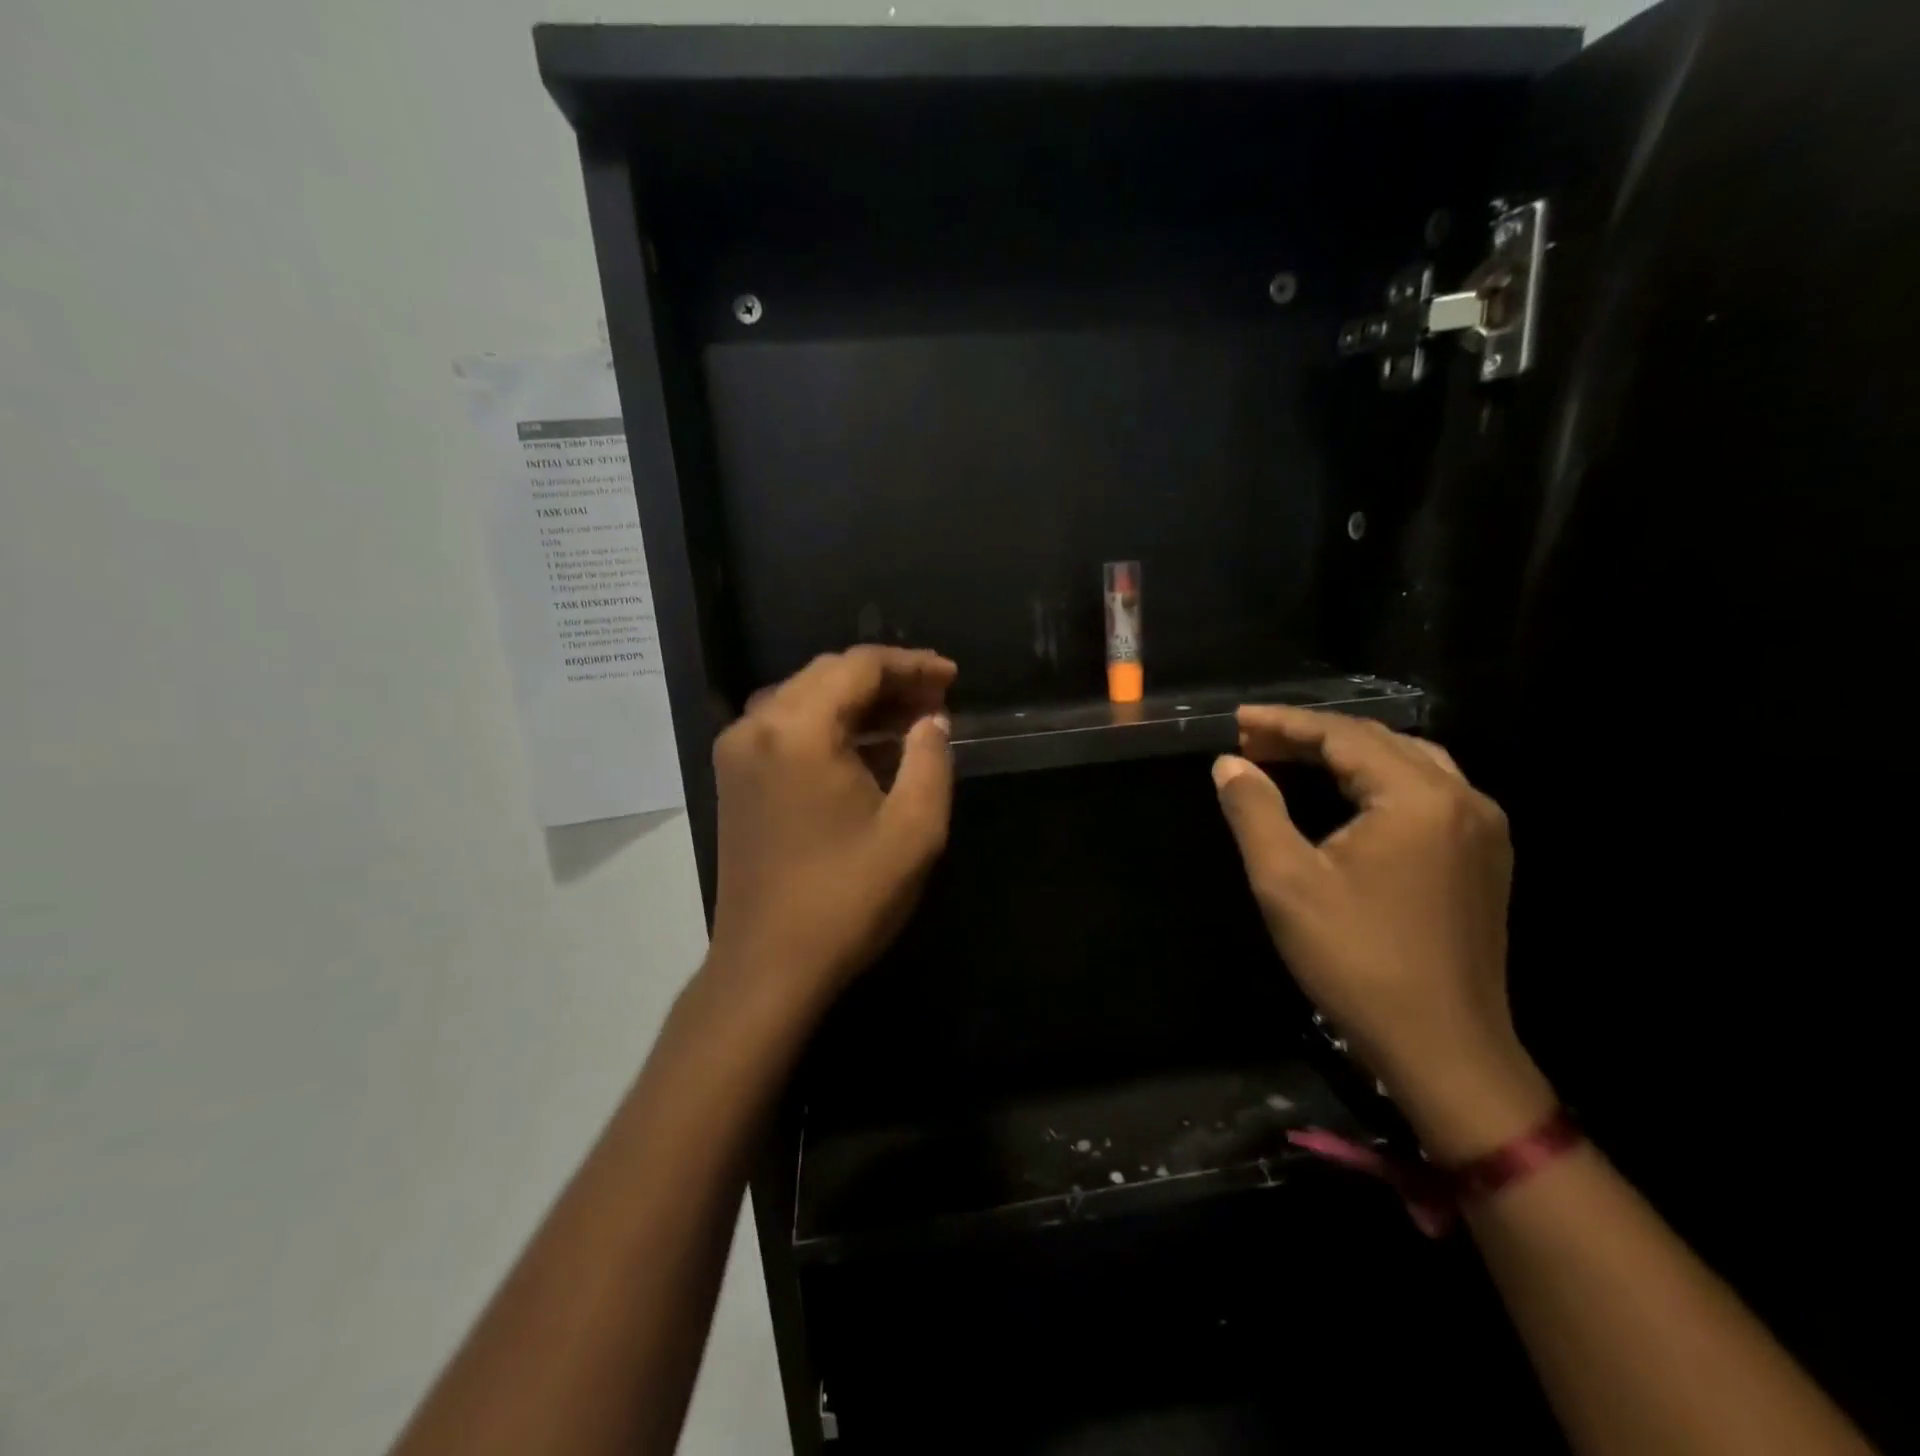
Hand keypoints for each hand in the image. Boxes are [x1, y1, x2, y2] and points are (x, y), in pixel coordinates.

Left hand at [706, 647, 955, 1007]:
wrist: (768, 967)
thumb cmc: (847, 899)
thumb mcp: (914, 829)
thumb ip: (930, 758)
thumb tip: (930, 720)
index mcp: (797, 729)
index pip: (858, 666)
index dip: (911, 665)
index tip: (951, 678)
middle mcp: (756, 726)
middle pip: (828, 675)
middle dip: (886, 681)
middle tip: (936, 699)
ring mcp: (738, 752)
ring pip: (805, 698)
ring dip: (858, 702)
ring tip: (909, 719)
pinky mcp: (735, 779)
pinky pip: (786, 727)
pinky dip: (829, 726)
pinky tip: (867, 747)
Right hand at [1212, 707, 1553, 1161]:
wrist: (1445, 1049)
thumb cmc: (1357, 962)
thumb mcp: (1287, 882)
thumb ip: (1255, 811)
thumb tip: (1229, 764)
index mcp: (1419, 798)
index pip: (1343, 735)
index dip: (1285, 723)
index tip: (1238, 721)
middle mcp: (1463, 799)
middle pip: (1378, 741)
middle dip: (1312, 735)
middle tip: (1253, 741)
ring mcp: (1483, 829)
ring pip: (1408, 762)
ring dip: (1347, 753)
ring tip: (1293, 758)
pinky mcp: (1485, 857)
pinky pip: (1429, 791)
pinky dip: (1379, 779)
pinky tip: (1349, 793)